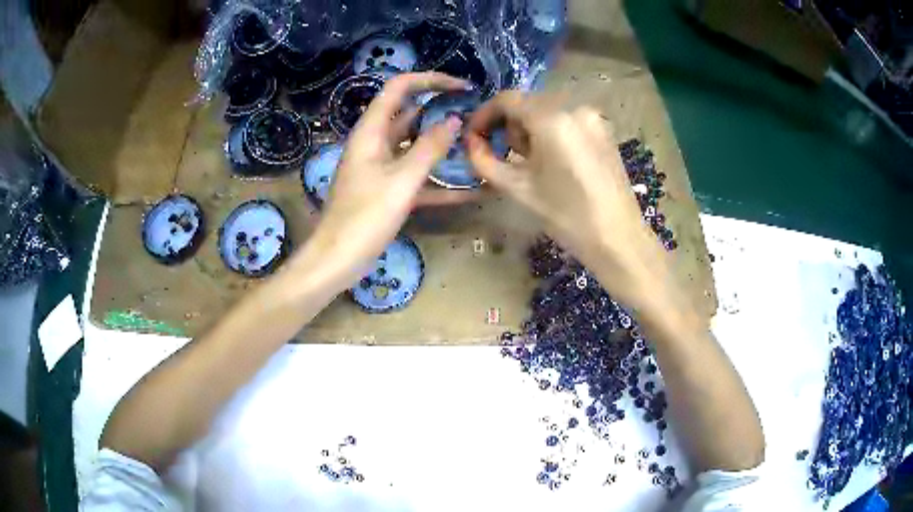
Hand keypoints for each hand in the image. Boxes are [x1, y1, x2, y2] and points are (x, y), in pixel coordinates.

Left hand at [296, 72, 469, 285]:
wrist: (338, 259)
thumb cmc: (365, 216)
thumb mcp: (402, 180)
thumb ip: (430, 148)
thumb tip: (454, 121)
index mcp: (371, 131)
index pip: (399, 88)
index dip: (430, 80)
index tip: (461, 86)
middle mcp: (374, 142)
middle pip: (408, 114)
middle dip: (439, 110)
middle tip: (473, 114)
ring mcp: (380, 166)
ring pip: (414, 145)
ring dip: (440, 145)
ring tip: (474, 144)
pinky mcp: (385, 188)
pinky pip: (414, 175)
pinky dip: (436, 179)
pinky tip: (467, 190)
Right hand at [465, 92, 671, 312]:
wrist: (617, 238)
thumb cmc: (566, 216)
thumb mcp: (518, 188)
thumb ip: (485, 160)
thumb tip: (470, 142)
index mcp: (552, 119)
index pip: (507, 100)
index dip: (484, 115)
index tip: (473, 136)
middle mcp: (574, 107)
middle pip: (527, 103)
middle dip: (508, 125)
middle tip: (504, 156)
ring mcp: (593, 117)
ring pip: (547, 110)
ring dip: (529, 129)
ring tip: (531, 162)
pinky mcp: (603, 129)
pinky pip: (566, 120)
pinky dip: (551, 132)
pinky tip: (553, 160)